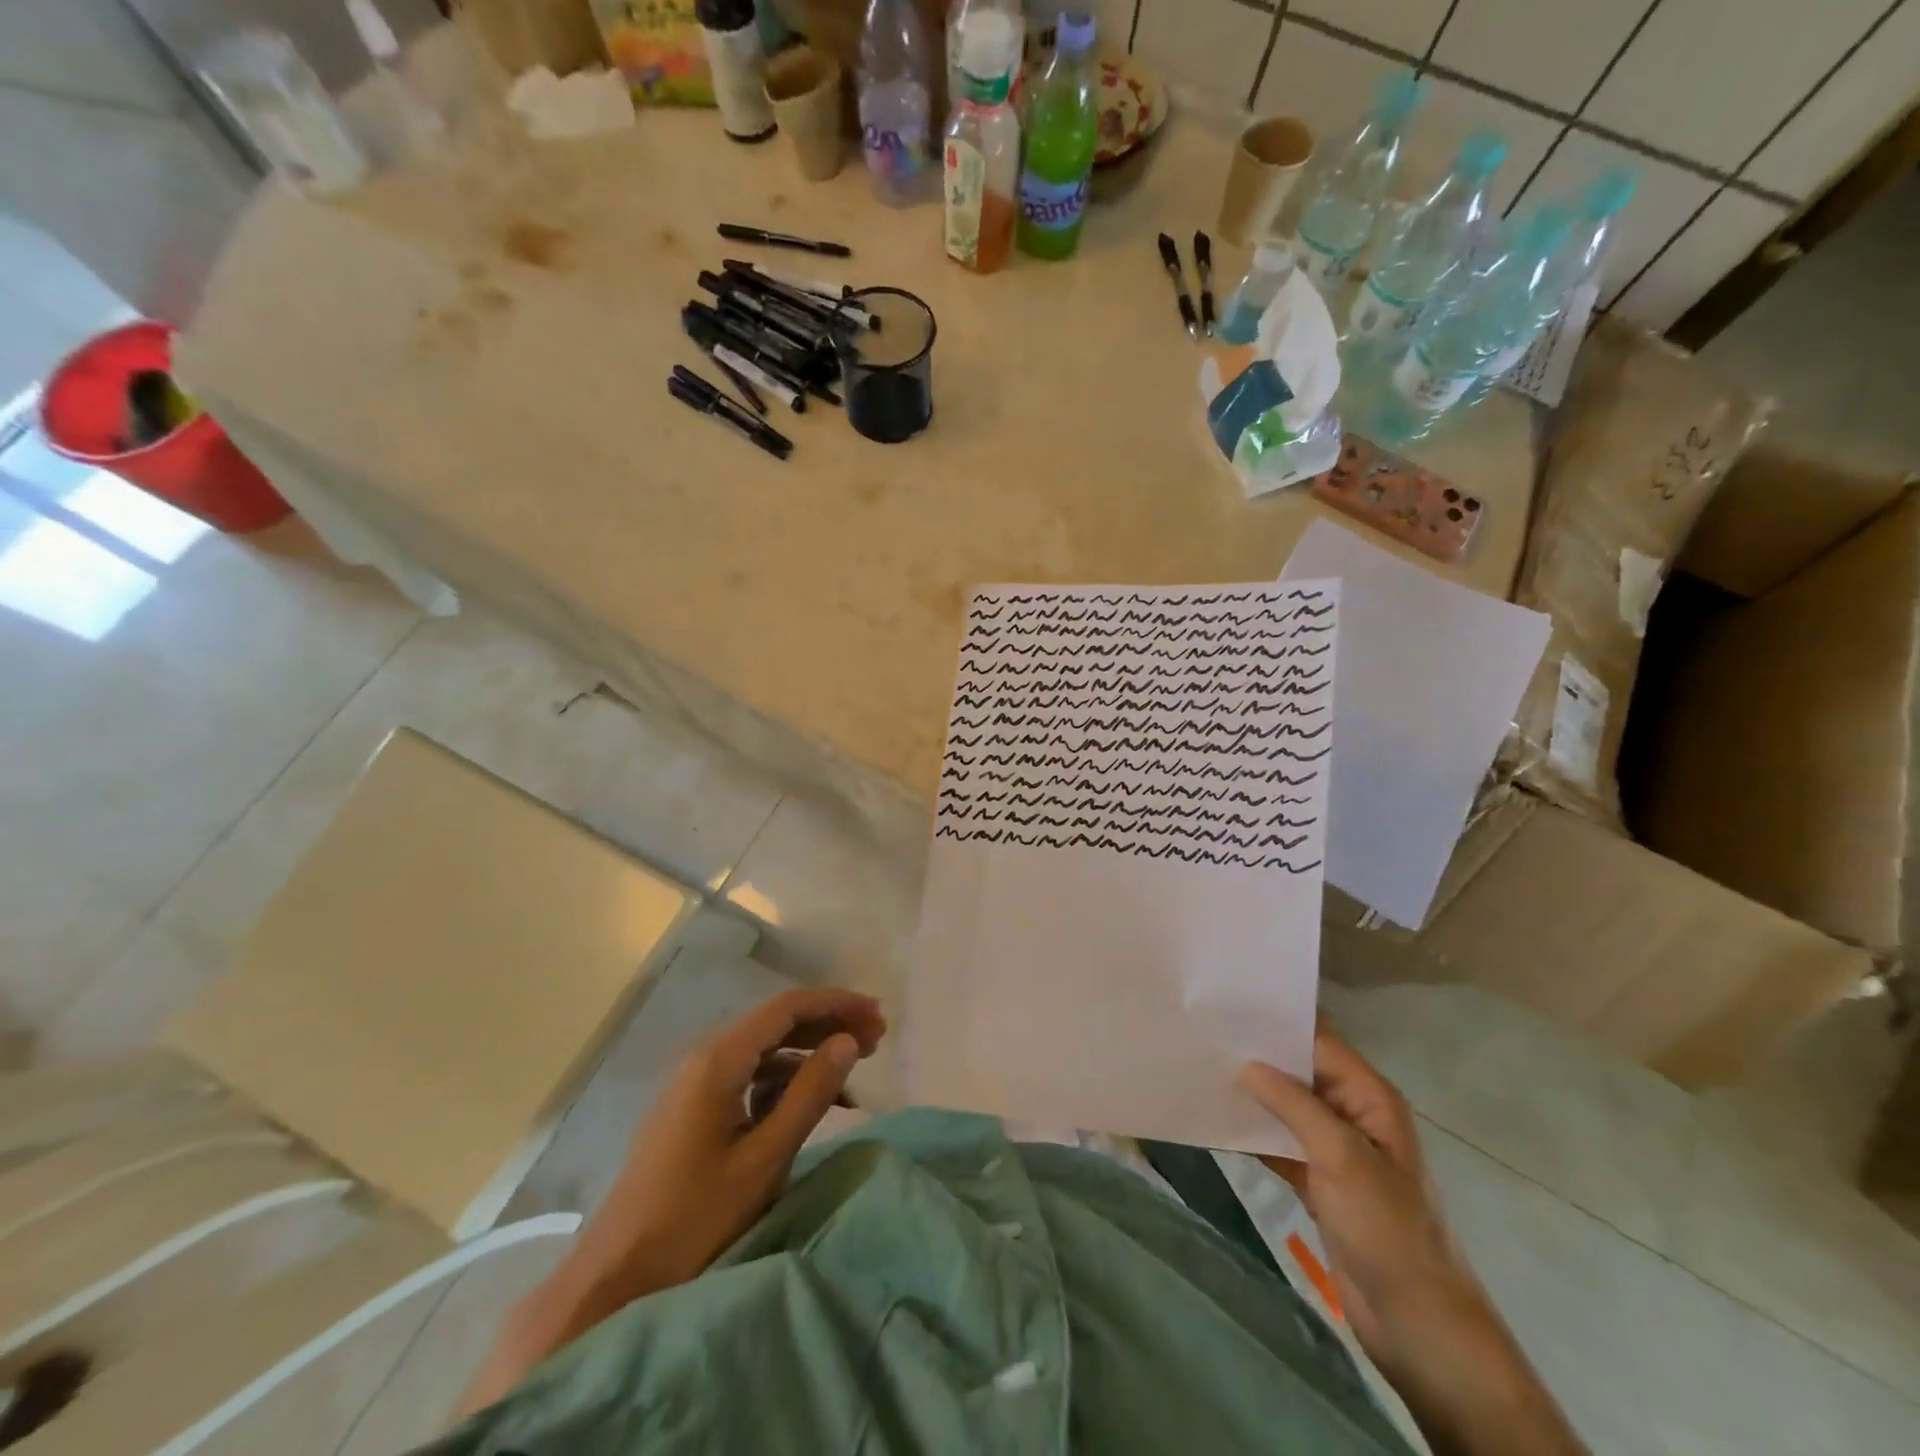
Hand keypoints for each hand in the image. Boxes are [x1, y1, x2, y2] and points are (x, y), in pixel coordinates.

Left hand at [461, 987, 884, 1415]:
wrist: (613, 1277)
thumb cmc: (693, 1219)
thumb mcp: (763, 1159)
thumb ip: (809, 1094)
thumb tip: (848, 1042)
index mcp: (718, 1060)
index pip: (787, 1007)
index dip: (837, 1003)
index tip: (878, 1016)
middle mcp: (704, 1058)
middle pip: (777, 1023)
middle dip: (828, 1025)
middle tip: (877, 1041)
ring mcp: (695, 1084)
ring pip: (765, 1051)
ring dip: (809, 1054)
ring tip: (853, 1073)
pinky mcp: (693, 1110)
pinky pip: (748, 1078)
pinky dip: (784, 1082)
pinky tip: (812, 1104)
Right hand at [1239, 1028, 1475, 1368]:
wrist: (1418, 1323)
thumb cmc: (1387, 1228)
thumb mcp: (1341, 1157)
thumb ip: (1294, 1104)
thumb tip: (1247, 1064)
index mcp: (1370, 1098)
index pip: (1320, 1042)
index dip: (1279, 1022)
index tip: (1230, 1004)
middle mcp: (1352, 1115)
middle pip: (1300, 1071)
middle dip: (1259, 1055)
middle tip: (1206, 1033)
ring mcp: (1335, 1150)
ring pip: (1287, 1107)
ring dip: (1252, 1094)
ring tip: (1203, 1068)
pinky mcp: (1319, 1182)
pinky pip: (1281, 1143)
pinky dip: (1254, 1133)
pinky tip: (1218, 1120)